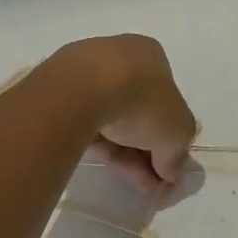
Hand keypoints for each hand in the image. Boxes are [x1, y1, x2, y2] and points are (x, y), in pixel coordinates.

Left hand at [60, 35, 196, 191]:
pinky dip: (96, 142)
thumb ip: (178, 153)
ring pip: (110, 116)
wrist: (80, 90)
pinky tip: (101, 163)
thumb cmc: (141, 100)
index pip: (166, 99)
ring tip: (126, 181)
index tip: (167, 167)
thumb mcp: (177, 133)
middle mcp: (120, 54)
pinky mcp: (59, 88)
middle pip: (138, 110)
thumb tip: (173, 171)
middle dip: (146, 150)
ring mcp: (86, 70)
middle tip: (148, 183)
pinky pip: (85, 119)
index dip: (169, 136)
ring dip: (123, 151)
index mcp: (151, 54)